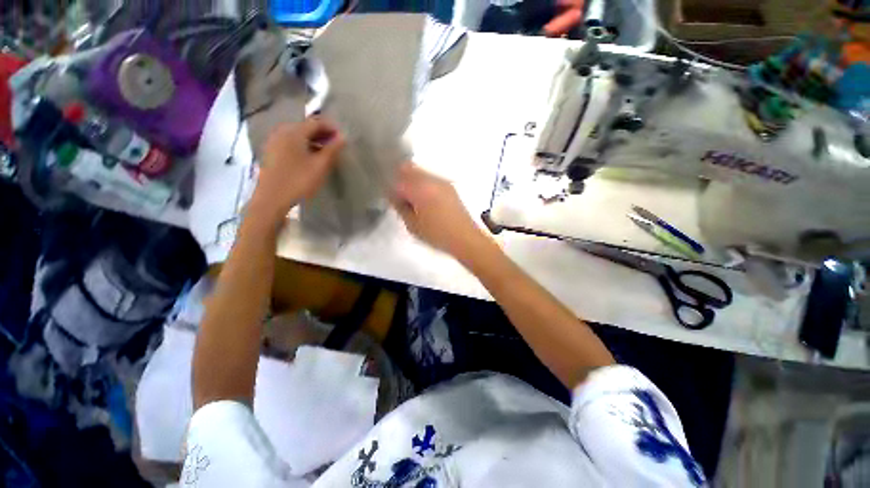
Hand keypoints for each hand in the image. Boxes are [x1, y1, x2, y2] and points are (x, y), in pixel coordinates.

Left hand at [248, 118, 344, 223]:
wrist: (271, 199)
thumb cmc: (299, 181)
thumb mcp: (320, 166)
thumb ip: (332, 150)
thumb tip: (343, 137)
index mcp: (294, 132)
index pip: (315, 122)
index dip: (331, 128)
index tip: (342, 138)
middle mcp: (282, 132)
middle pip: (305, 127)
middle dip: (322, 134)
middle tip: (335, 146)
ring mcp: (274, 142)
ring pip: (297, 136)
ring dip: (313, 141)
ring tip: (325, 153)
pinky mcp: (271, 152)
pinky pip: (290, 143)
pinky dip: (302, 146)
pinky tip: (309, 158)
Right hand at [391, 162, 485, 258]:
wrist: (465, 237)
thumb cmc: (437, 235)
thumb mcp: (412, 225)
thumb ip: (400, 207)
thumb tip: (394, 196)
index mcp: (420, 189)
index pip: (397, 179)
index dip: (390, 188)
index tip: (390, 198)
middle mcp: (431, 180)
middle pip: (408, 168)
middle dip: (399, 179)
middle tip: (398, 196)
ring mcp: (442, 181)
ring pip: (419, 171)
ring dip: (411, 180)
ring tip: (412, 200)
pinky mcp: (449, 186)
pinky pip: (430, 178)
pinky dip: (423, 184)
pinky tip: (425, 200)